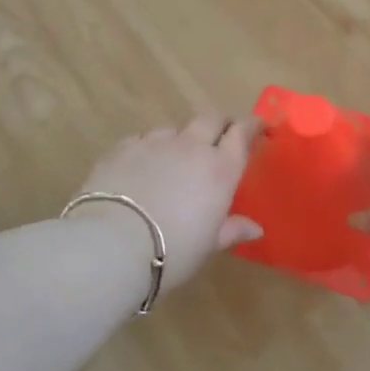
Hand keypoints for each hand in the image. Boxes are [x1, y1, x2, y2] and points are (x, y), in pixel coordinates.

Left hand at [71, 116, 263, 292]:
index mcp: (221, 169)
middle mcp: (192, 147)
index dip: (251, 126)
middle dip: (219, 125)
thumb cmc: (172, 250)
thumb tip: (256, 229)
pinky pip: (144, 138)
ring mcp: (155, 142)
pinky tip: (143, 165)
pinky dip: (150, 148)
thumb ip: (232, 230)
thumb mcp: (208, 245)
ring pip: (175, 128)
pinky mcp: (123, 147)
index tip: (257, 127)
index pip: (242, 133)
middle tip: (221, 138)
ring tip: (176, 157)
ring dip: (182, 138)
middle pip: (211, 119)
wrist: (112, 244)